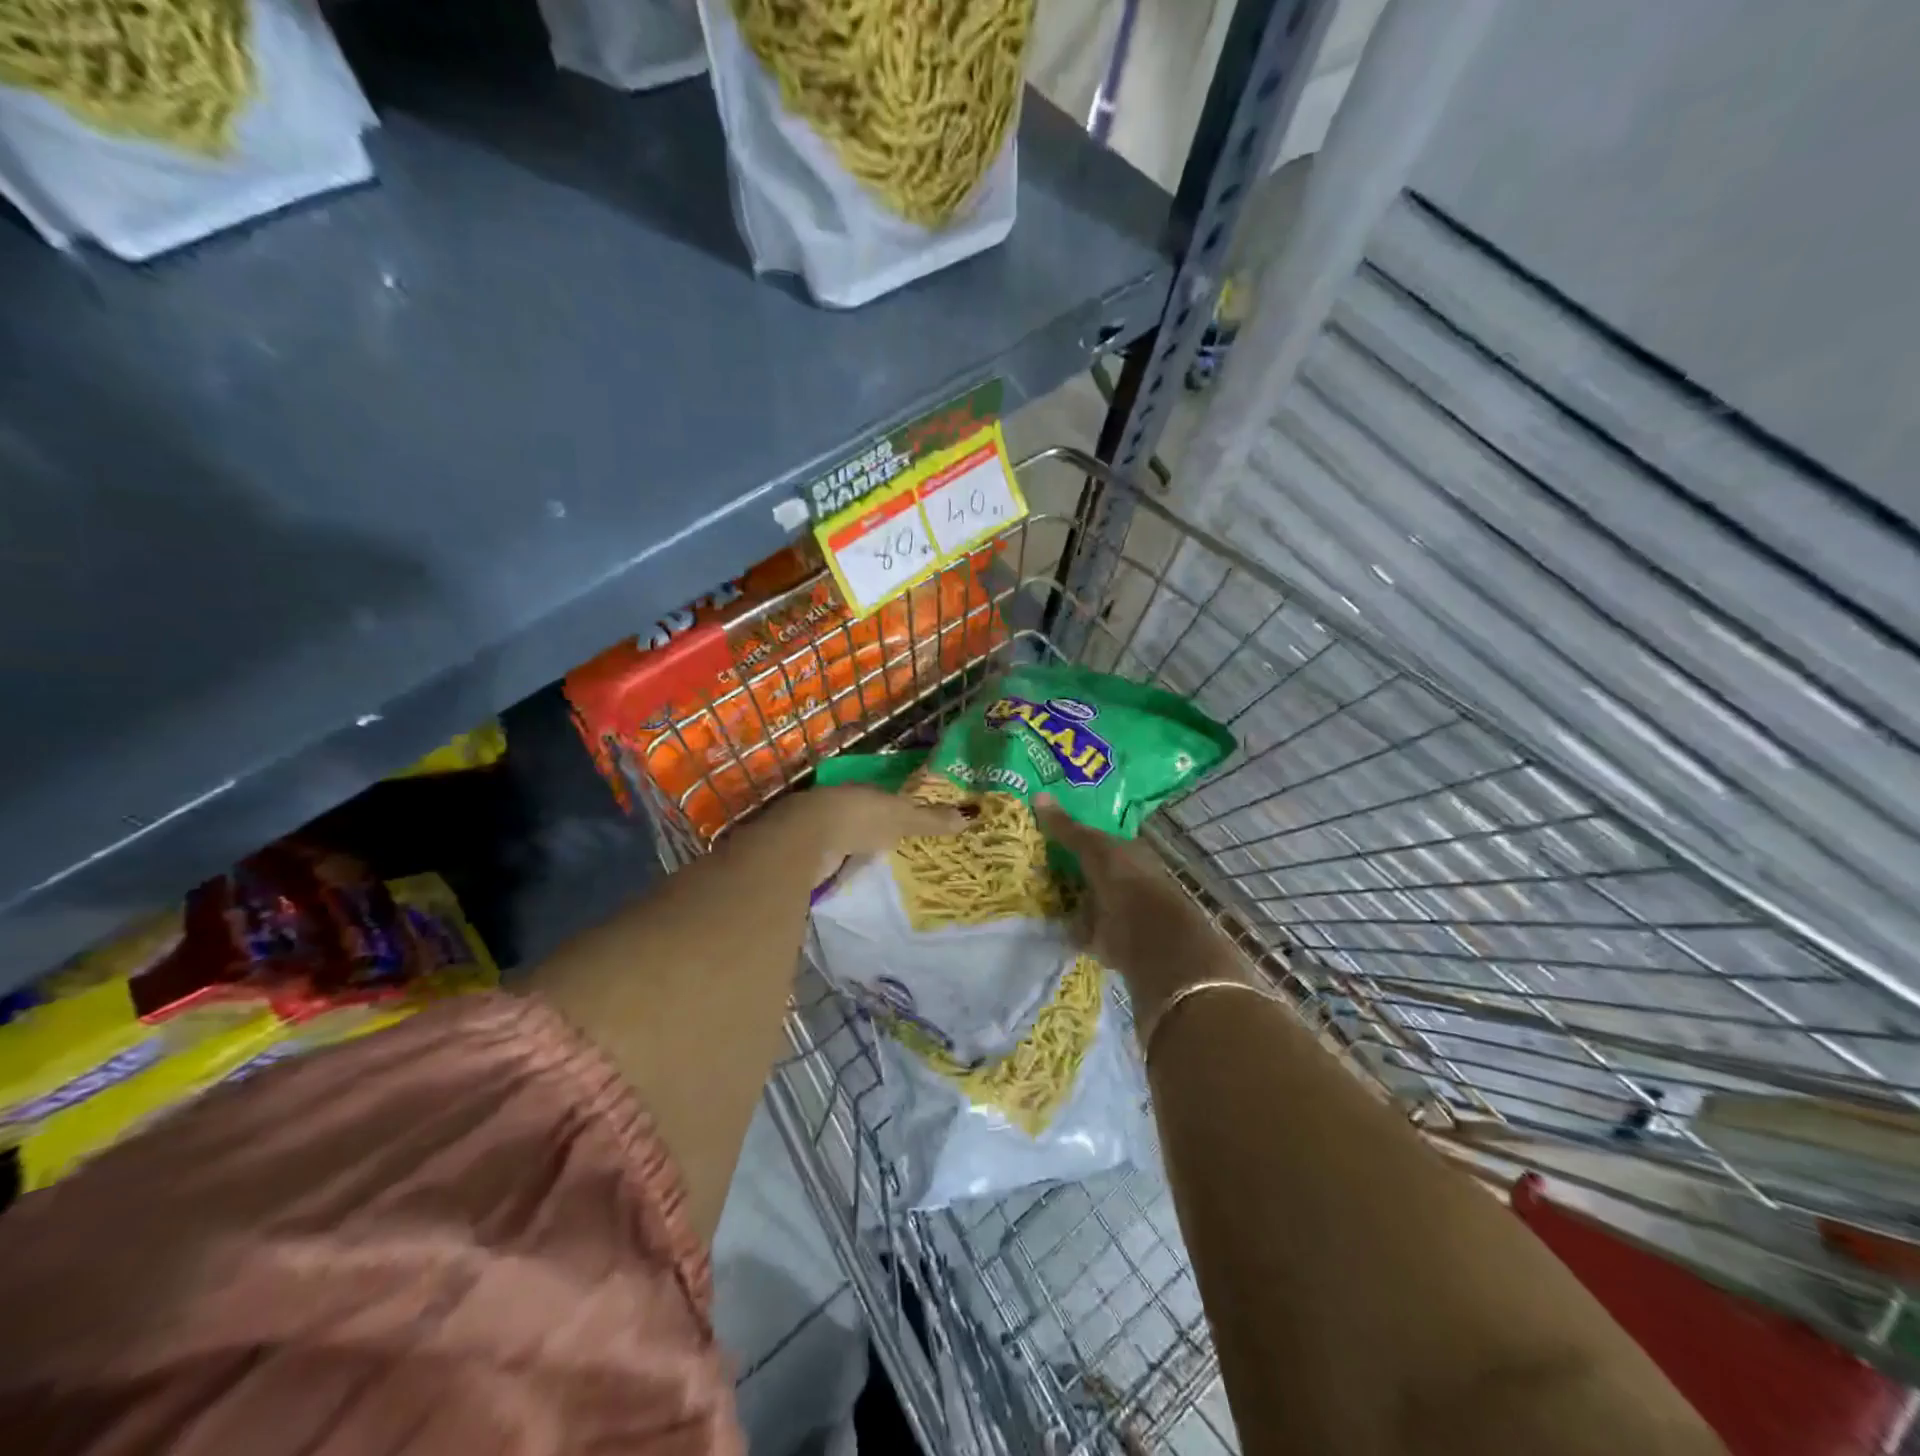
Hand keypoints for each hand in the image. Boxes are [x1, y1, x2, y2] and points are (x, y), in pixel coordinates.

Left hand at [775, 783, 972, 885]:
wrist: (808, 837)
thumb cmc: (860, 818)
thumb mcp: (902, 818)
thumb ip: (931, 820)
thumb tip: (969, 817)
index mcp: (863, 791)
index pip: (884, 799)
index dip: (897, 809)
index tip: (911, 823)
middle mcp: (840, 805)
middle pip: (864, 818)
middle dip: (876, 830)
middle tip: (897, 847)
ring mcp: (821, 829)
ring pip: (845, 837)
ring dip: (856, 848)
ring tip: (877, 866)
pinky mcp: (807, 853)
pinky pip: (831, 858)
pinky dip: (840, 865)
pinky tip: (849, 876)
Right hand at [1035, 796, 1223, 1001]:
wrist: (1147, 937)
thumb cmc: (1126, 881)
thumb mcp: (1094, 847)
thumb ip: (1067, 827)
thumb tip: (1038, 795)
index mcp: (1127, 852)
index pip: (1096, 837)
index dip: (1072, 832)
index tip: (1044, 827)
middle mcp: (1121, 877)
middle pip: (1087, 866)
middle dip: (1063, 863)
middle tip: (1026, 853)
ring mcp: (1112, 908)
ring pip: (1080, 894)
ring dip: (1060, 893)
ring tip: (1025, 883)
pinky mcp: (1102, 936)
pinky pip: (1075, 924)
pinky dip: (1061, 922)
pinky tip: (1037, 916)